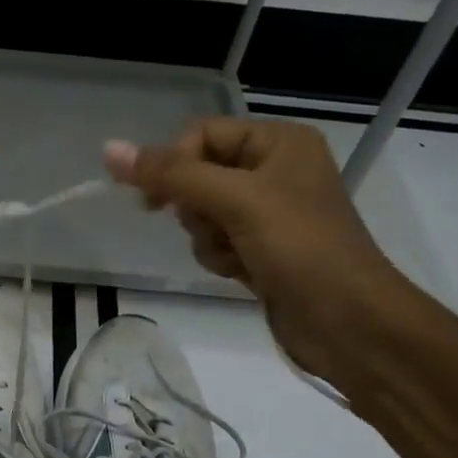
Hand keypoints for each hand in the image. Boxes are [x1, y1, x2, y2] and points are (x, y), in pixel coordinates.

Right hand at [105, 118, 409, 383]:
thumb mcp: (235, 201)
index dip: (174, 165)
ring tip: (237, 255)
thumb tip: (109, 149)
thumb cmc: (300, 248)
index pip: (201, 135)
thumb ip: (171, 175)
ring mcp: (268, 212)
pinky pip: (216, 241)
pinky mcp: (262, 249)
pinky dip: (219, 257)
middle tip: (216, 226)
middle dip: (196, 207)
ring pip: (202, 213)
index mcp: (279, 142)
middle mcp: (275, 169)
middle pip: (198, 174)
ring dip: (207, 237)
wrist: (348, 322)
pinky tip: (241, 272)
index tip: (156, 202)